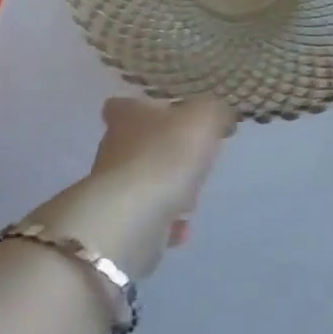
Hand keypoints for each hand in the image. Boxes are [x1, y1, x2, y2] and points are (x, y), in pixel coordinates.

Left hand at [27, 96, 236, 277]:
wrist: (131, 219)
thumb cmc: (166, 155)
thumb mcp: (203, 119)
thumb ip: (214, 111)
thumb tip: (219, 115)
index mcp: (127, 115)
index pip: (123, 104)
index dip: (143, 108)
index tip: (167, 117)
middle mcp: (113, 147)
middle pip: (137, 144)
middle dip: (164, 153)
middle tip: (192, 160)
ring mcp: (112, 187)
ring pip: (144, 181)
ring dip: (167, 190)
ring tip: (191, 199)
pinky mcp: (117, 222)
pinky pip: (146, 217)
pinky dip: (164, 223)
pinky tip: (181, 229)